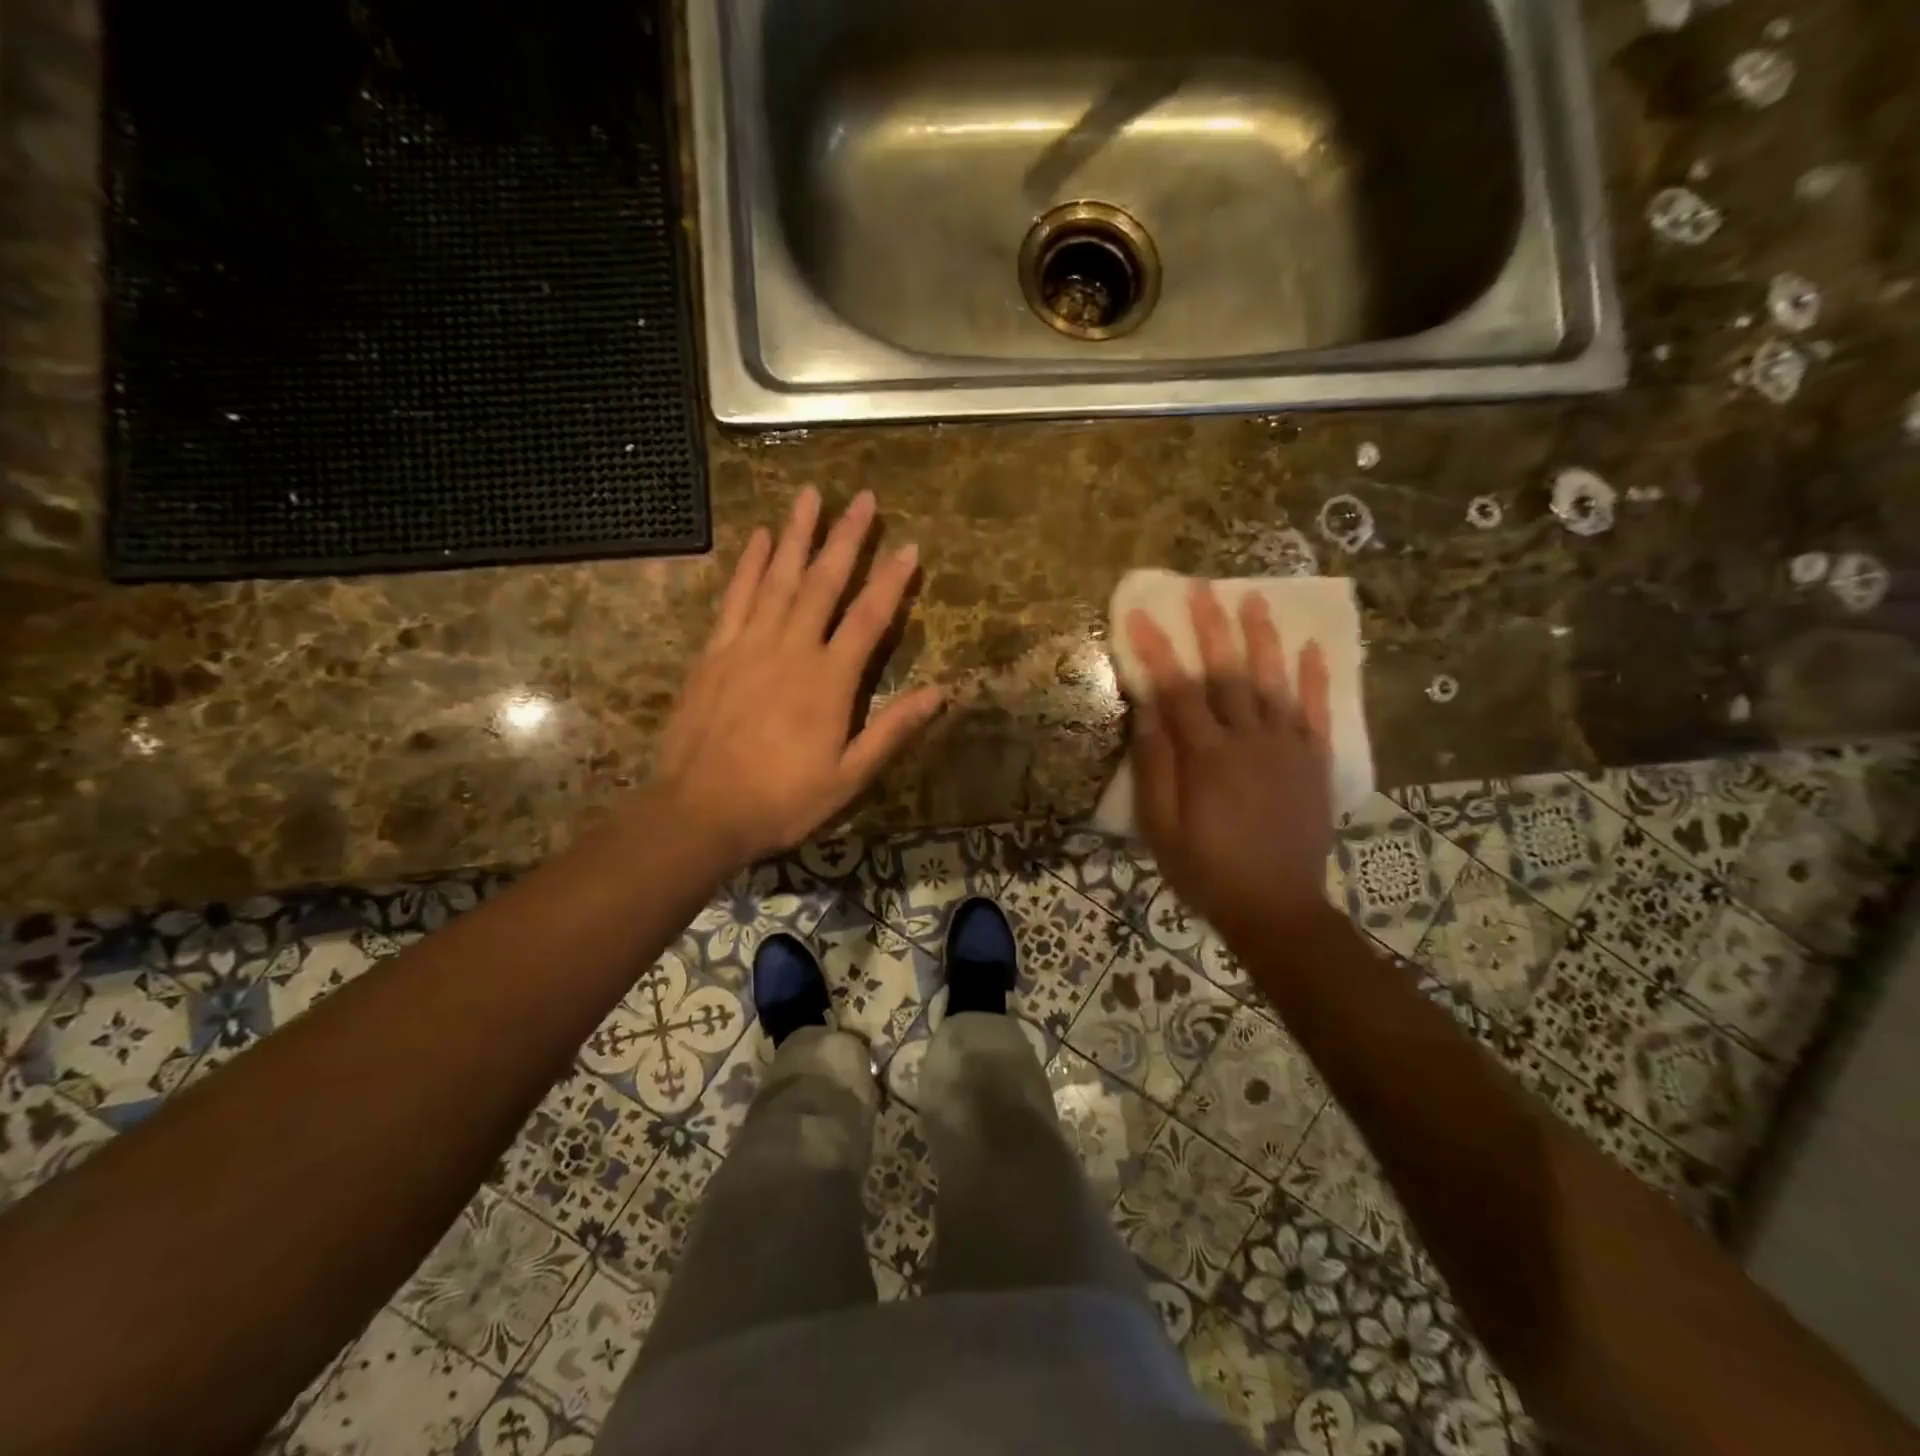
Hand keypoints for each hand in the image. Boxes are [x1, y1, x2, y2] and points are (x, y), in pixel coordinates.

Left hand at [651, 488, 944, 871]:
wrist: (700, 812)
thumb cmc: (782, 800)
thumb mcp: (849, 776)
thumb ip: (893, 730)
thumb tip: (942, 692)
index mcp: (829, 680)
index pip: (869, 618)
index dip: (891, 581)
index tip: (909, 546)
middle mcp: (792, 649)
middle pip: (824, 583)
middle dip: (846, 538)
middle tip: (862, 498)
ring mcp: (749, 645)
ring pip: (779, 578)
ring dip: (798, 535)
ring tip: (811, 496)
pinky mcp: (716, 652)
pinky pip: (736, 597)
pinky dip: (750, 565)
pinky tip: (762, 538)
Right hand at [1127, 582, 1334, 941]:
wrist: (1277, 908)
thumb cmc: (1207, 870)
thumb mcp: (1161, 829)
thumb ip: (1155, 768)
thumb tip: (1146, 712)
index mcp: (1206, 757)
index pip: (1177, 691)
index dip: (1158, 650)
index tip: (1142, 615)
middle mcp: (1248, 741)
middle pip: (1227, 673)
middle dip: (1211, 627)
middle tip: (1202, 588)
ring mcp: (1287, 748)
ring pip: (1273, 682)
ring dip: (1262, 637)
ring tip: (1253, 598)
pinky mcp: (1313, 762)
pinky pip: (1315, 712)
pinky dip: (1314, 678)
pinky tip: (1312, 648)